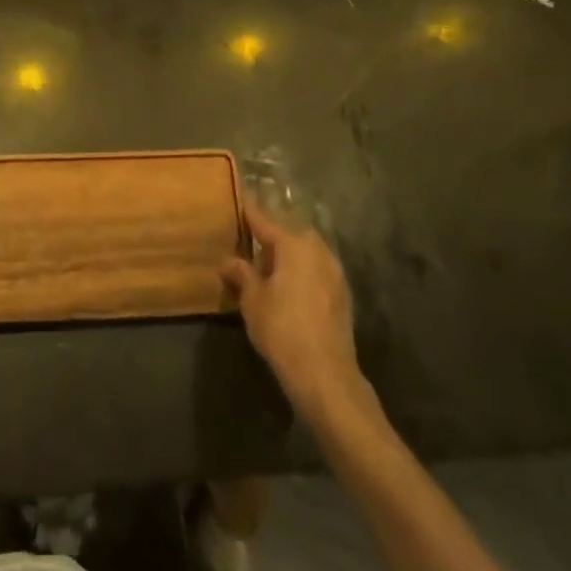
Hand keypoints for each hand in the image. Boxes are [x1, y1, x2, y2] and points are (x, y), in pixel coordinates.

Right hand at [222, 198, 366, 420]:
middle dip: (267, 234)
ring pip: (303, 251)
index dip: (247, 209)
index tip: (236, 196)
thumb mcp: (252, 299)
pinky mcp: (341, 293)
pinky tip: (285, 286)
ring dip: (284, 254)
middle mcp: (317, 249)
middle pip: (287, 232)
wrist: (326, 375)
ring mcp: (334, 270)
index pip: (263, 218)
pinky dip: (299, 270)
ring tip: (262, 265)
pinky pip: (314, 269)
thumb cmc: (282, 329)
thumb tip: (228, 260)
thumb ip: (241, 273)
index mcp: (293, 243)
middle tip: (245, 240)